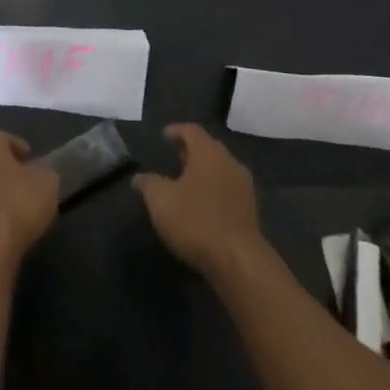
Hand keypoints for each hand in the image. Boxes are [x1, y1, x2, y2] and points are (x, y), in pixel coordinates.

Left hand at [0, 131, 58, 276]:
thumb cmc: (19, 206)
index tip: (31, 158)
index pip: (2, 138)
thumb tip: (38, 172)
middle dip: (6, 170)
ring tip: (16, 209)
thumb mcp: (48, 183)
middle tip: (25, 183)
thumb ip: (44, 172)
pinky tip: (4, 229)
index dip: (18, 145)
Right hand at [135, 124, 264, 280]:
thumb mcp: (161, 201)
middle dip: (191, 150)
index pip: (192, 130)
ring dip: (203, 171)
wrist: (238, 260)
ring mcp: (243, 185)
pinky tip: (203, 205)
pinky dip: (214, 188)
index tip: (164, 135)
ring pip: (220, 168)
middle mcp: (229, 161)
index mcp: (208, 152)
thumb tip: (139, 177)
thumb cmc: (196, 221)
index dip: (176, 130)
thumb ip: (148, 184)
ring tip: (187, 182)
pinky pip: (228, 188)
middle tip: (174, 157)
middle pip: (209, 147)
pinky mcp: (250, 208)